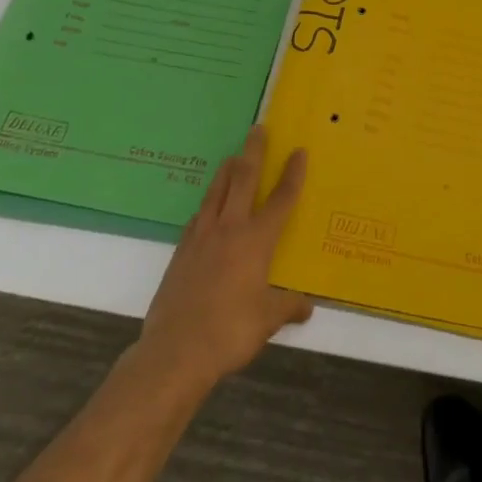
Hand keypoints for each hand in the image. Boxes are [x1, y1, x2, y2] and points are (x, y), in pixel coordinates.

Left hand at [135, 127, 312, 390]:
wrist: (175, 351)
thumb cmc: (230, 332)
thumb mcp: (268, 321)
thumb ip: (288, 307)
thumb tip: (306, 307)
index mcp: (257, 240)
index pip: (281, 199)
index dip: (292, 174)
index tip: (299, 151)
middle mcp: (230, 229)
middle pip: (244, 179)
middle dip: (253, 152)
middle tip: (258, 129)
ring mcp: (201, 238)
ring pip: (216, 192)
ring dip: (227, 171)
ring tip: (232, 157)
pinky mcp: (181, 252)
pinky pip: (198, 218)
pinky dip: (207, 206)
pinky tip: (206, 209)